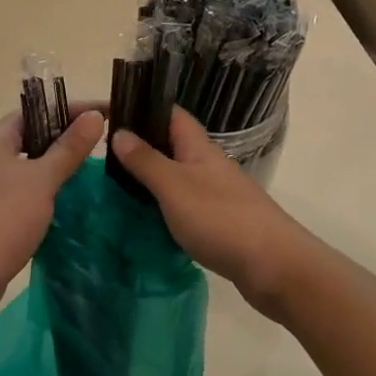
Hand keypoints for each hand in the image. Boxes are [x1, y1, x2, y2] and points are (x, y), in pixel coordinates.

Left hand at [0, 106, 104, 311]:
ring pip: (20, 165)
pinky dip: (37, 189)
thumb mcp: (42, 180)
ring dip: (49, 166)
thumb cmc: (4, 219)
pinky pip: (14, 190)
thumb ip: (69, 148)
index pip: (33, 112)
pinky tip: (58, 201)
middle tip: (97, 142)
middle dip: (61, 138)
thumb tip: (95, 115)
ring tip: (84, 170)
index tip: (102, 114)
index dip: (68, 110)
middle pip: (26, 137)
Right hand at [110, 107, 307, 309]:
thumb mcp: (174, 186)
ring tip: (112, 183)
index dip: (141, 107)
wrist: (275, 267)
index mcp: (197, 147)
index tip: (107, 112)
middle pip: (169, 143)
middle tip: (100, 152)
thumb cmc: (221, 219)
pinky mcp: (216, 221)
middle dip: (139, 144)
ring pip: (174, 174)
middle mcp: (206, 164)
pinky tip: (142, 216)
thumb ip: (145, 161)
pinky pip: (181, 203)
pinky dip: (160, 204)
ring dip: (147, 176)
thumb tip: (118, 131)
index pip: (169, 113)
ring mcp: (214, 193)